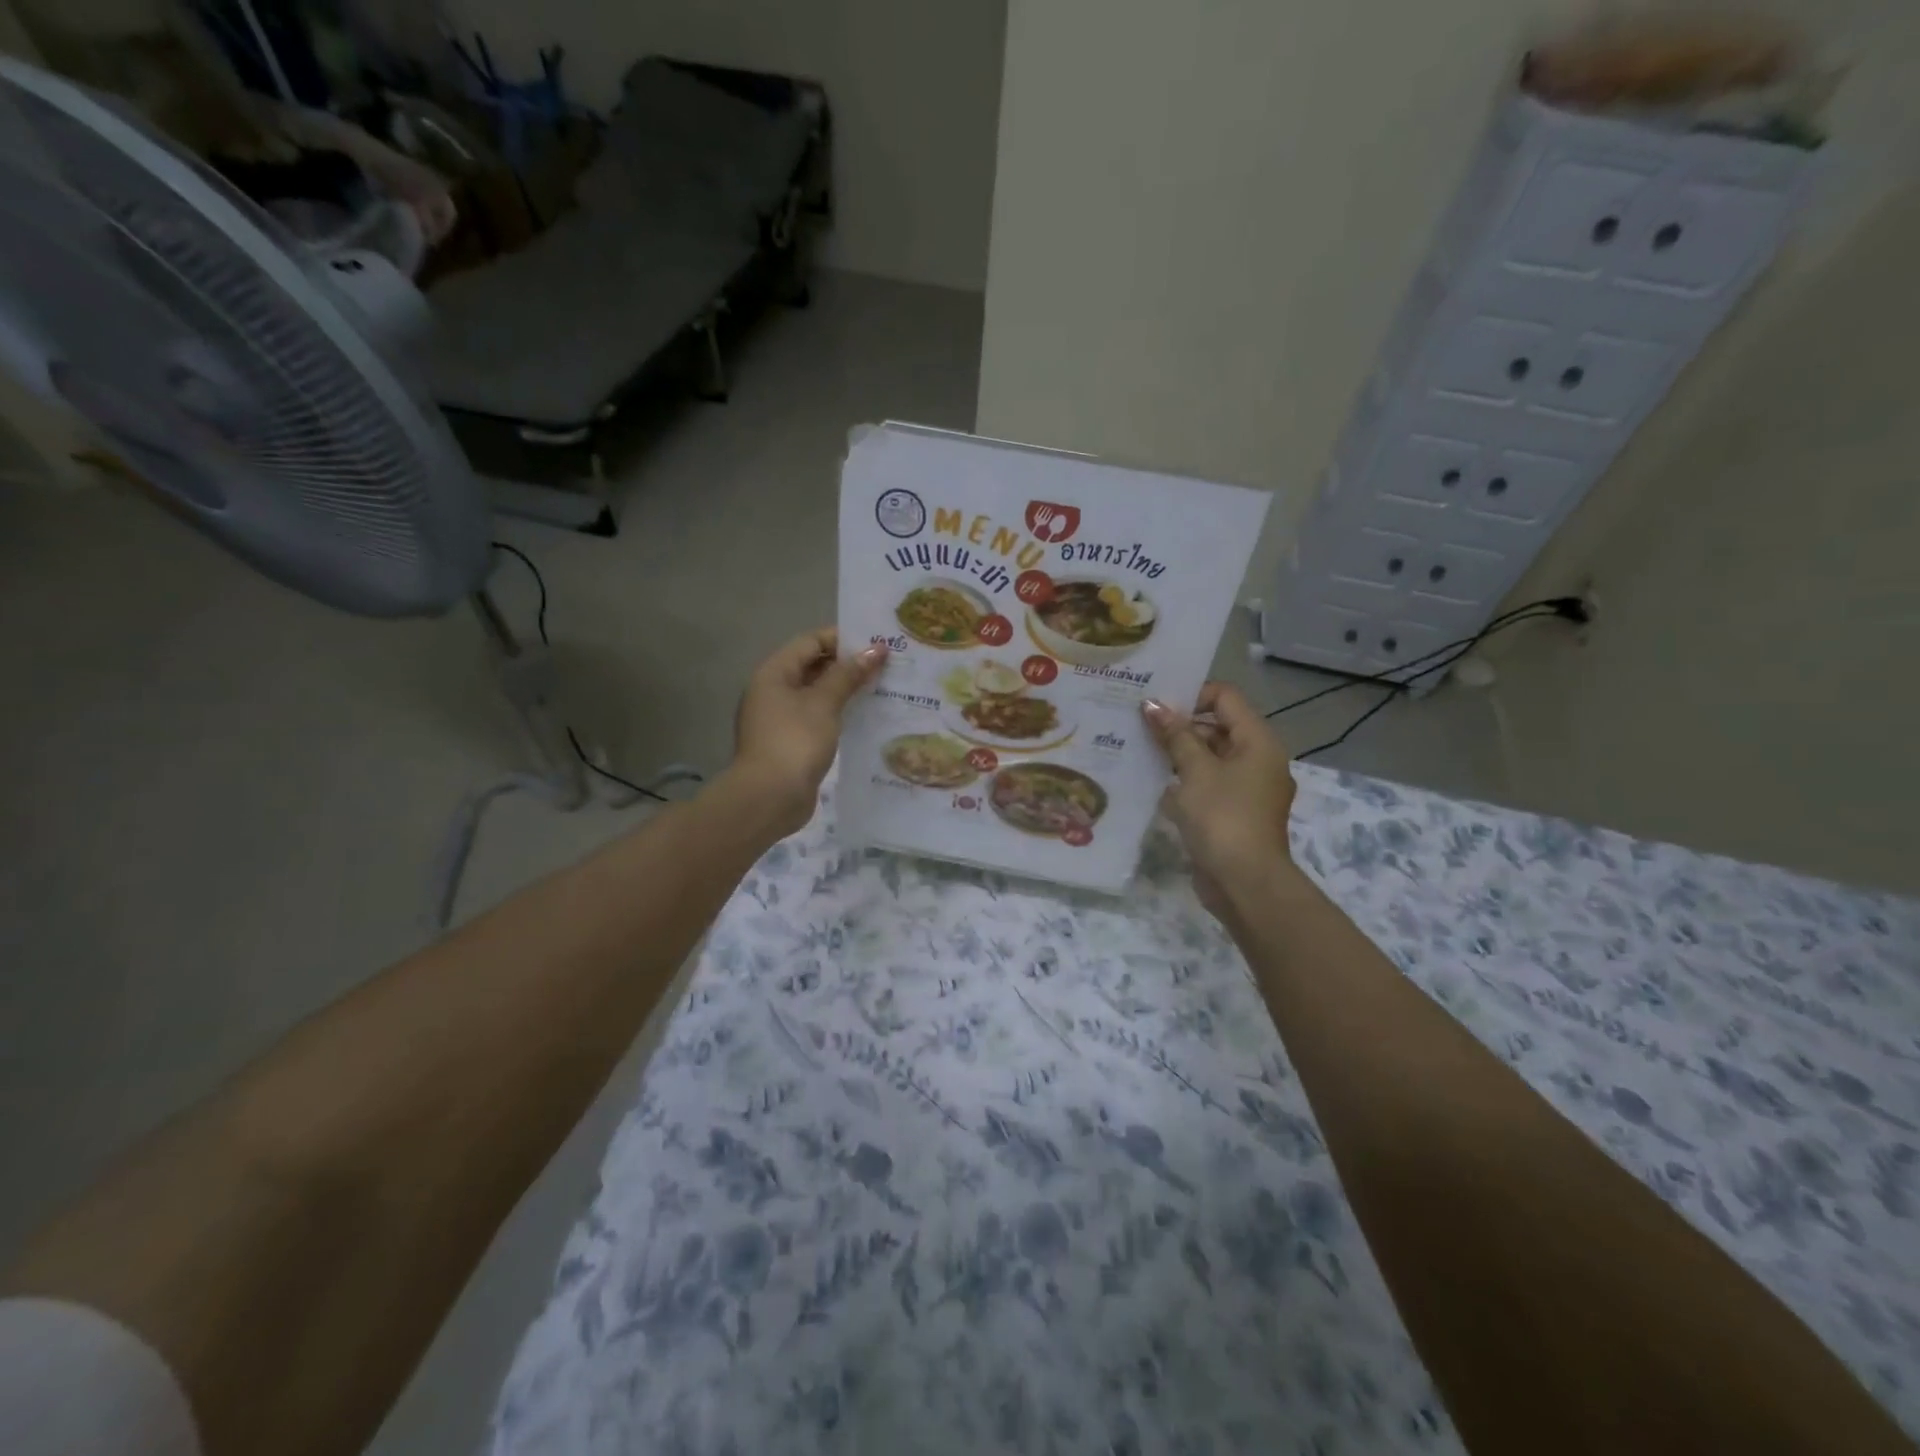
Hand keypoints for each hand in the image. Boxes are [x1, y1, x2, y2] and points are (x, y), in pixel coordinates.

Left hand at [731, 629, 886, 832]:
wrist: (769, 798)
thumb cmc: (795, 741)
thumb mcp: (824, 703)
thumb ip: (849, 674)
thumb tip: (876, 649)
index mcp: (774, 673)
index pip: (811, 641)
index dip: (843, 639)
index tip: (877, 644)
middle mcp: (773, 691)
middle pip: (814, 666)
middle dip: (848, 665)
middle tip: (887, 665)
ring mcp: (780, 718)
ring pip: (818, 694)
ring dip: (846, 691)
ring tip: (883, 688)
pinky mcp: (791, 742)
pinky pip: (818, 718)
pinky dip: (839, 714)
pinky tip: (866, 717)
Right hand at [1142, 683, 1296, 916]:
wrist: (1245, 883)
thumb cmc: (1223, 818)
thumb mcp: (1195, 771)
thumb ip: (1175, 735)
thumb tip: (1153, 704)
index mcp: (1257, 741)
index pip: (1225, 697)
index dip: (1191, 694)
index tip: (1156, 705)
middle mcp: (1257, 759)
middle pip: (1217, 726)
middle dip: (1179, 725)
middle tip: (1138, 724)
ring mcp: (1246, 788)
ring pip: (1209, 757)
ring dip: (1178, 753)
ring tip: (1139, 749)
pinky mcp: (1232, 813)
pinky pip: (1207, 784)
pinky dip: (1184, 781)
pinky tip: (1153, 783)